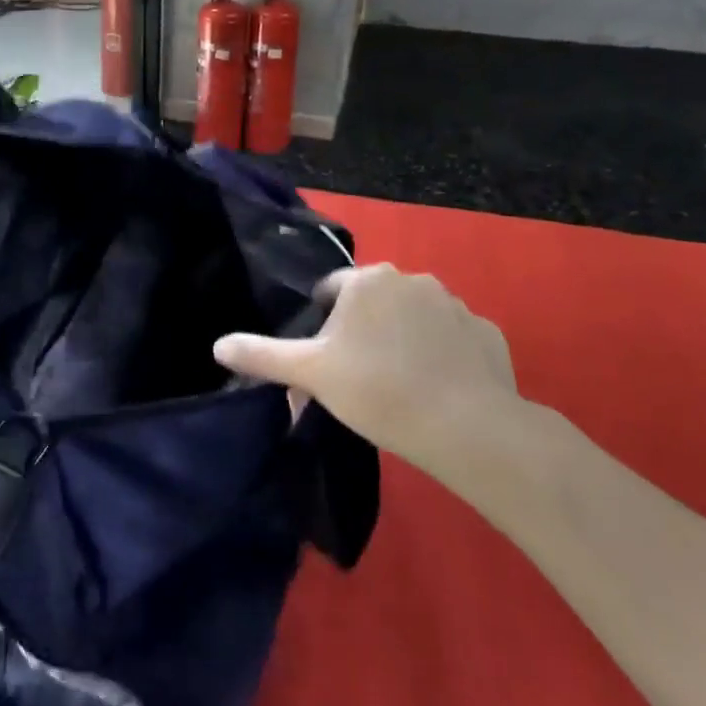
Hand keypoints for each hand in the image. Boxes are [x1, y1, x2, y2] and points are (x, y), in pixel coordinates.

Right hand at [213, 264, 519, 469]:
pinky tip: (439, 388)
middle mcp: (412, 279)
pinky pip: (454, 338)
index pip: (332, 289)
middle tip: (359, 374)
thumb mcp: (310, 373)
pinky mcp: (487, 333)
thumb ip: (262, 355)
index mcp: (367, 281)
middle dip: (365, 329)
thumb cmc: (376, 389)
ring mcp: (455, 304)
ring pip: (415, 317)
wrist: (465, 426)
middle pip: (375, 301)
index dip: (324, 323)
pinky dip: (444, 354)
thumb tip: (217, 346)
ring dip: (405, 338)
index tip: (327, 359)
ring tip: (400, 384)